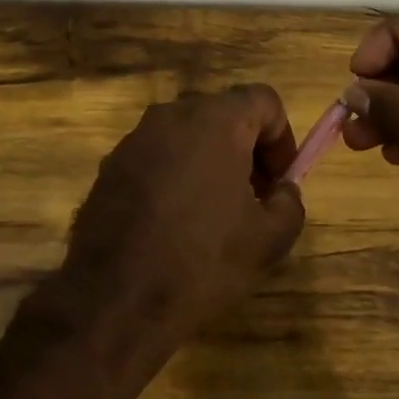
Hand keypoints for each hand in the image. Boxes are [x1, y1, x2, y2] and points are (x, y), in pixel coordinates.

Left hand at [40, 86, 306, 359]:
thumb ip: (289, 203)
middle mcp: (170, 116)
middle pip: (223, 115)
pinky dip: (174, 176)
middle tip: (254, 200)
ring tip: (213, 216)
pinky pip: (155, 158)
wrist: (116, 298)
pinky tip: (174, 224)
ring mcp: (133, 140)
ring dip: (209, 163)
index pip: (263, 101)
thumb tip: (282, 191)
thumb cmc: (202, 261)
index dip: (282, 138)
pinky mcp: (109, 166)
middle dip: (246, 150)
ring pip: (186, 136)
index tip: (280, 182)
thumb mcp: (268, 240)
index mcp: (215, 121)